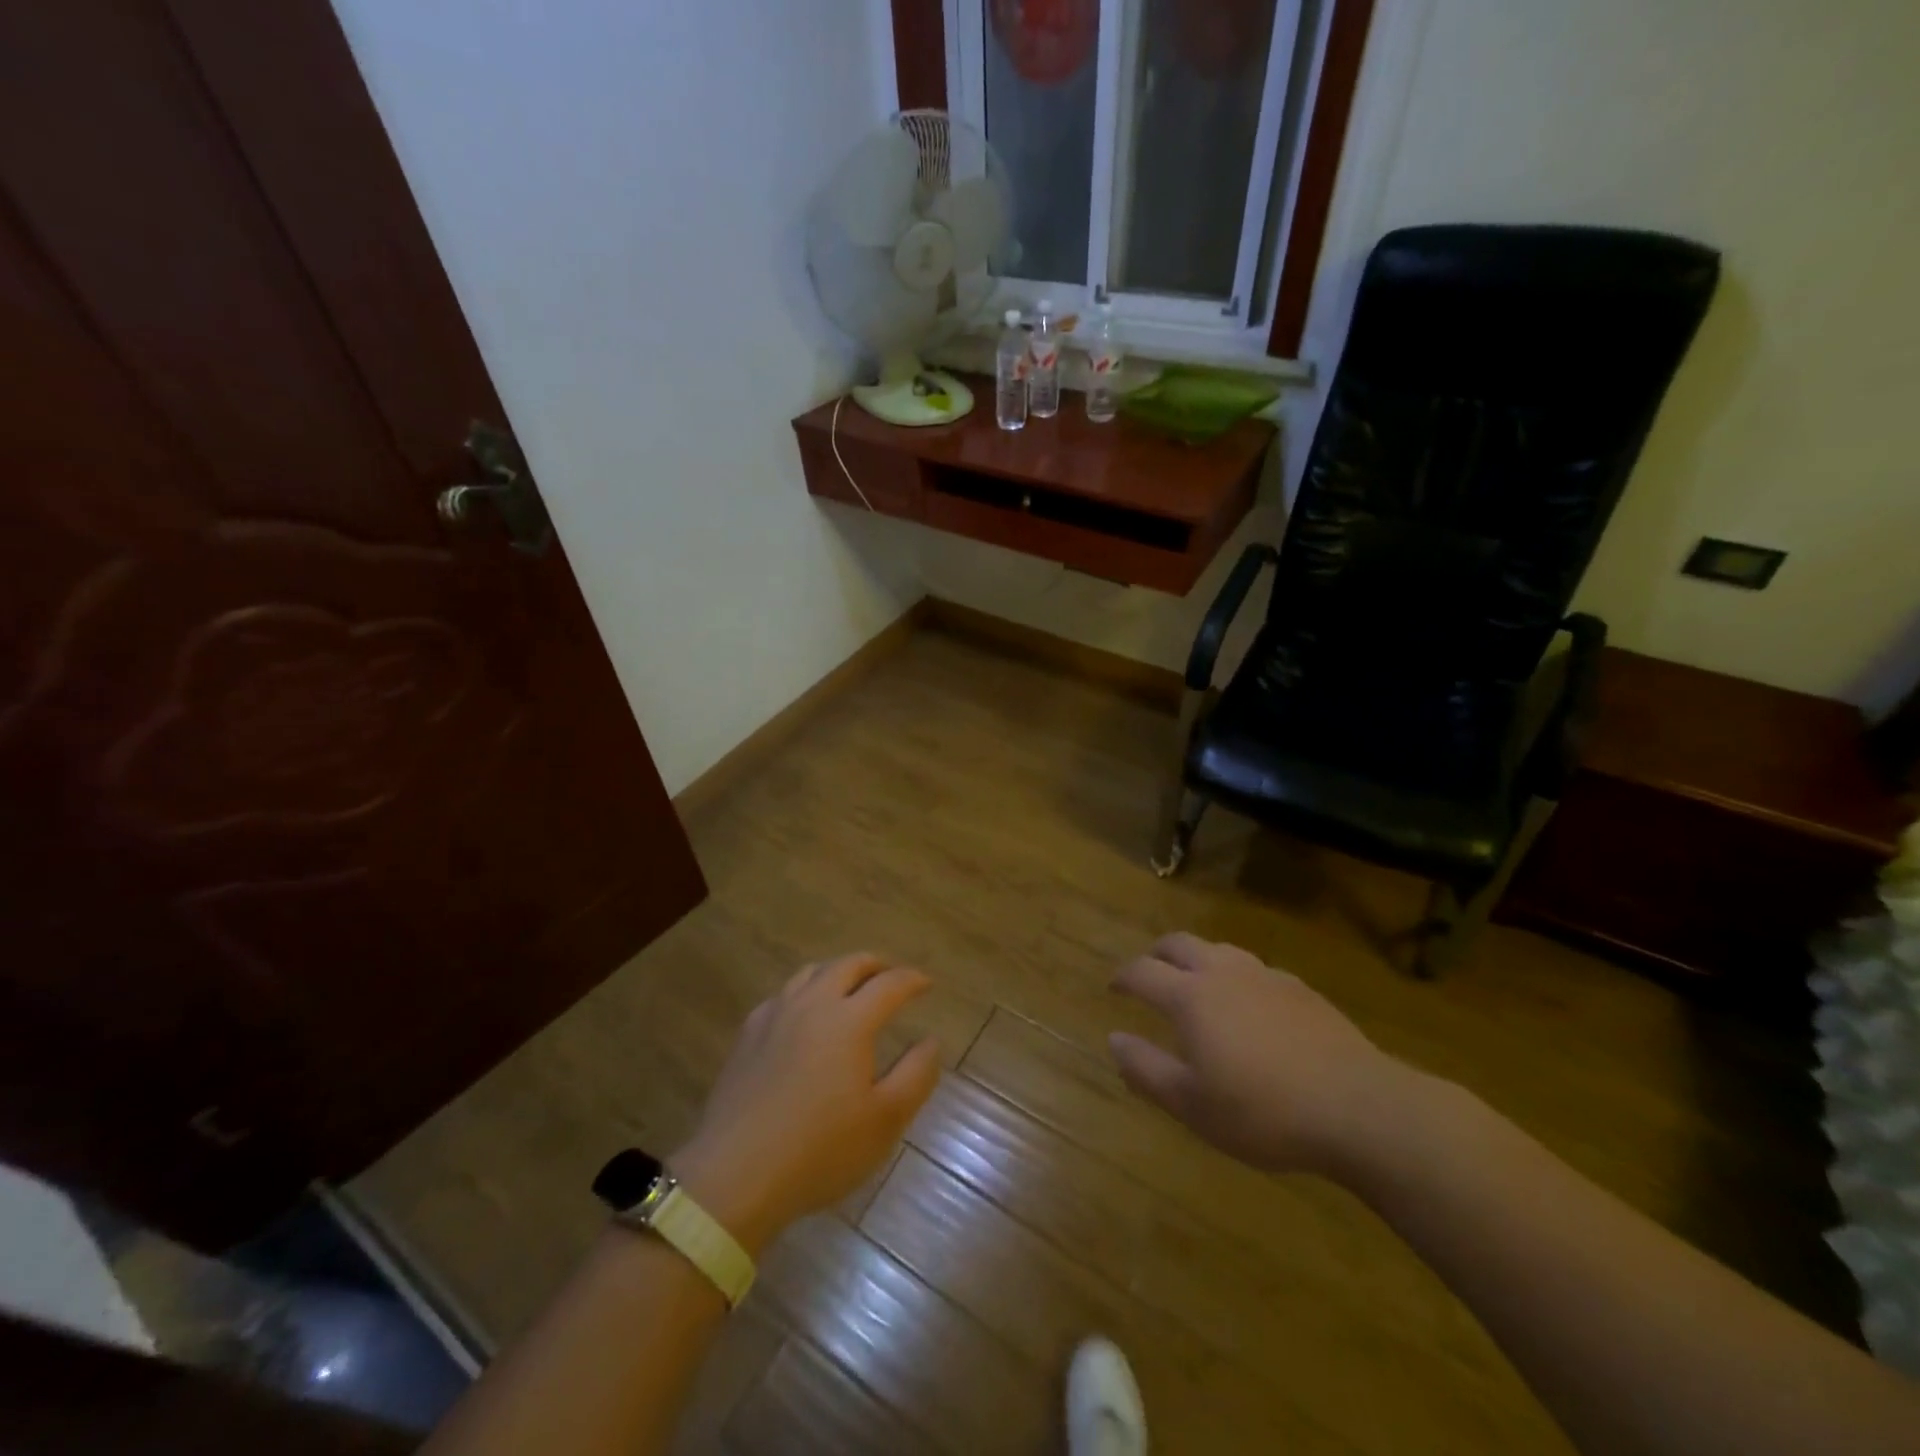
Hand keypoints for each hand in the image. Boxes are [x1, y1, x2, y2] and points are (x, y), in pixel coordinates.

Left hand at [671, 953, 940, 1254]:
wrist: (736, 1176)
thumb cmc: (820, 1150)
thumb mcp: (885, 1120)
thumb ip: (916, 1074)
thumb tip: (931, 1041)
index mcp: (850, 1020)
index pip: (889, 984)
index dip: (912, 980)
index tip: (927, 984)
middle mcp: (813, 1004)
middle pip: (848, 965)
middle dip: (876, 965)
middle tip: (891, 977)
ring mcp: (775, 1016)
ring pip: (811, 973)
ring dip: (838, 971)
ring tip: (850, 987)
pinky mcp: (747, 1035)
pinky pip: (782, 995)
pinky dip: (804, 992)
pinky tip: (803, 1014)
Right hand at [1108, 932, 1412, 1179]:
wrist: (1358, 1108)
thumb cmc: (1263, 1112)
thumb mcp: (1192, 1105)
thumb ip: (1146, 1069)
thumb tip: (1114, 1039)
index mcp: (1191, 997)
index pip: (1142, 972)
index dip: (1122, 977)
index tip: (1113, 988)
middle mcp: (1223, 973)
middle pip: (1178, 944)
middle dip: (1156, 954)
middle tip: (1148, 974)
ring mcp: (1265, 976)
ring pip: (1219, 950)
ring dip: (1197, 959)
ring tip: (1196, 985)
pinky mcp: (1300, 989)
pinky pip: (1255, 969)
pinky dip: (1236, 977)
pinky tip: (1249, 1007)